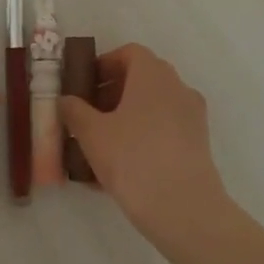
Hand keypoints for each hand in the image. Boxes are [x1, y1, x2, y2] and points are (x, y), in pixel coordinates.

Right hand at [59, 43, 227, 238]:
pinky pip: (165, 130)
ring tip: (101, 144)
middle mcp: (177, 87)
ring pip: (154, 106)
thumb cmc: (133, 159)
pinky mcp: (199, 144)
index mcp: (153, 74)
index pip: (129, 53)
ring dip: (128, 116)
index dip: (105, 64)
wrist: (185, 210)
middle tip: (89, 115)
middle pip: (142, 78)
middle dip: (113, 92)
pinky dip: (144, 136)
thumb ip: (74, 111)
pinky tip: (122, 167)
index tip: (85, 86)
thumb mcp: (92, 134)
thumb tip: (65, 100)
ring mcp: (192, 116)